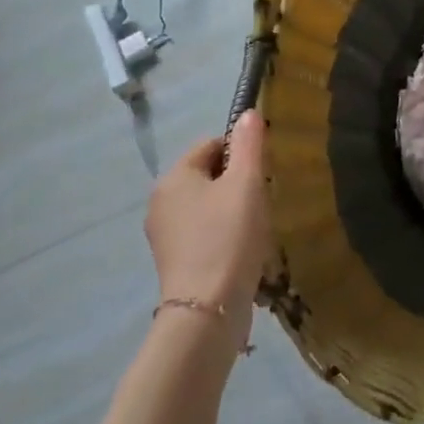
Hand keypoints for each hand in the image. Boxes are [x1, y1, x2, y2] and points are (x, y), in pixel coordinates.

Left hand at [145, 110, 269, 332]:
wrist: (207, 310)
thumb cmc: (228, 238)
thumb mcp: (246, 183)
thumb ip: (249, 144)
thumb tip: (248, 114)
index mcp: (173, 177)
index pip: (211, 145)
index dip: (241, 153)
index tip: (262, 175)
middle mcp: (160, 202)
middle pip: (208, 175)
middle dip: (237, 183)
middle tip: (262, 201)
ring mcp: (164, 235)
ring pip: (207, 205)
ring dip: (233, 210)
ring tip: (255, 228)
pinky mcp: (174, 262)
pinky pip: (204, 232)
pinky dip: (224, 235)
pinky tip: (243, 250)